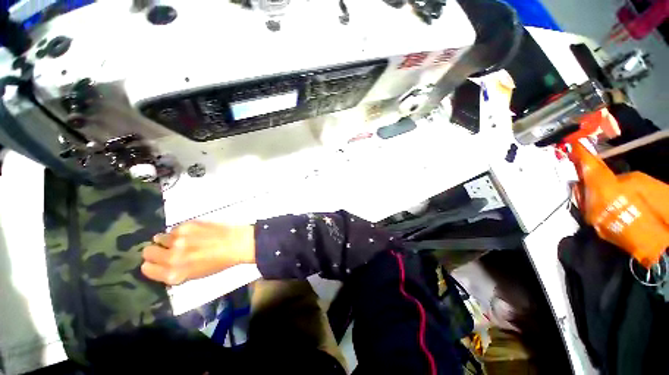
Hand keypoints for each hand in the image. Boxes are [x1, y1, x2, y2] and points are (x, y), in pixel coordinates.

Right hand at [141, 221, 254, 284]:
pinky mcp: (186, 226)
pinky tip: (194, 232)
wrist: (237, 243)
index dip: (151, 264)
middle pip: (147, 252)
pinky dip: (180, 231)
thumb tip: (162, 265)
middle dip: (155, 251)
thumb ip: (175, 271)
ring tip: (183, 239)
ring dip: (167, 239)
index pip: (147, 269)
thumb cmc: (219, 262)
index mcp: (173, 274)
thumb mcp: (195, 275)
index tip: (156, 261)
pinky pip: (174, 228)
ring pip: (158, 238)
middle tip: (167, 249)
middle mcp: (171, 258)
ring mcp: (178, 240)